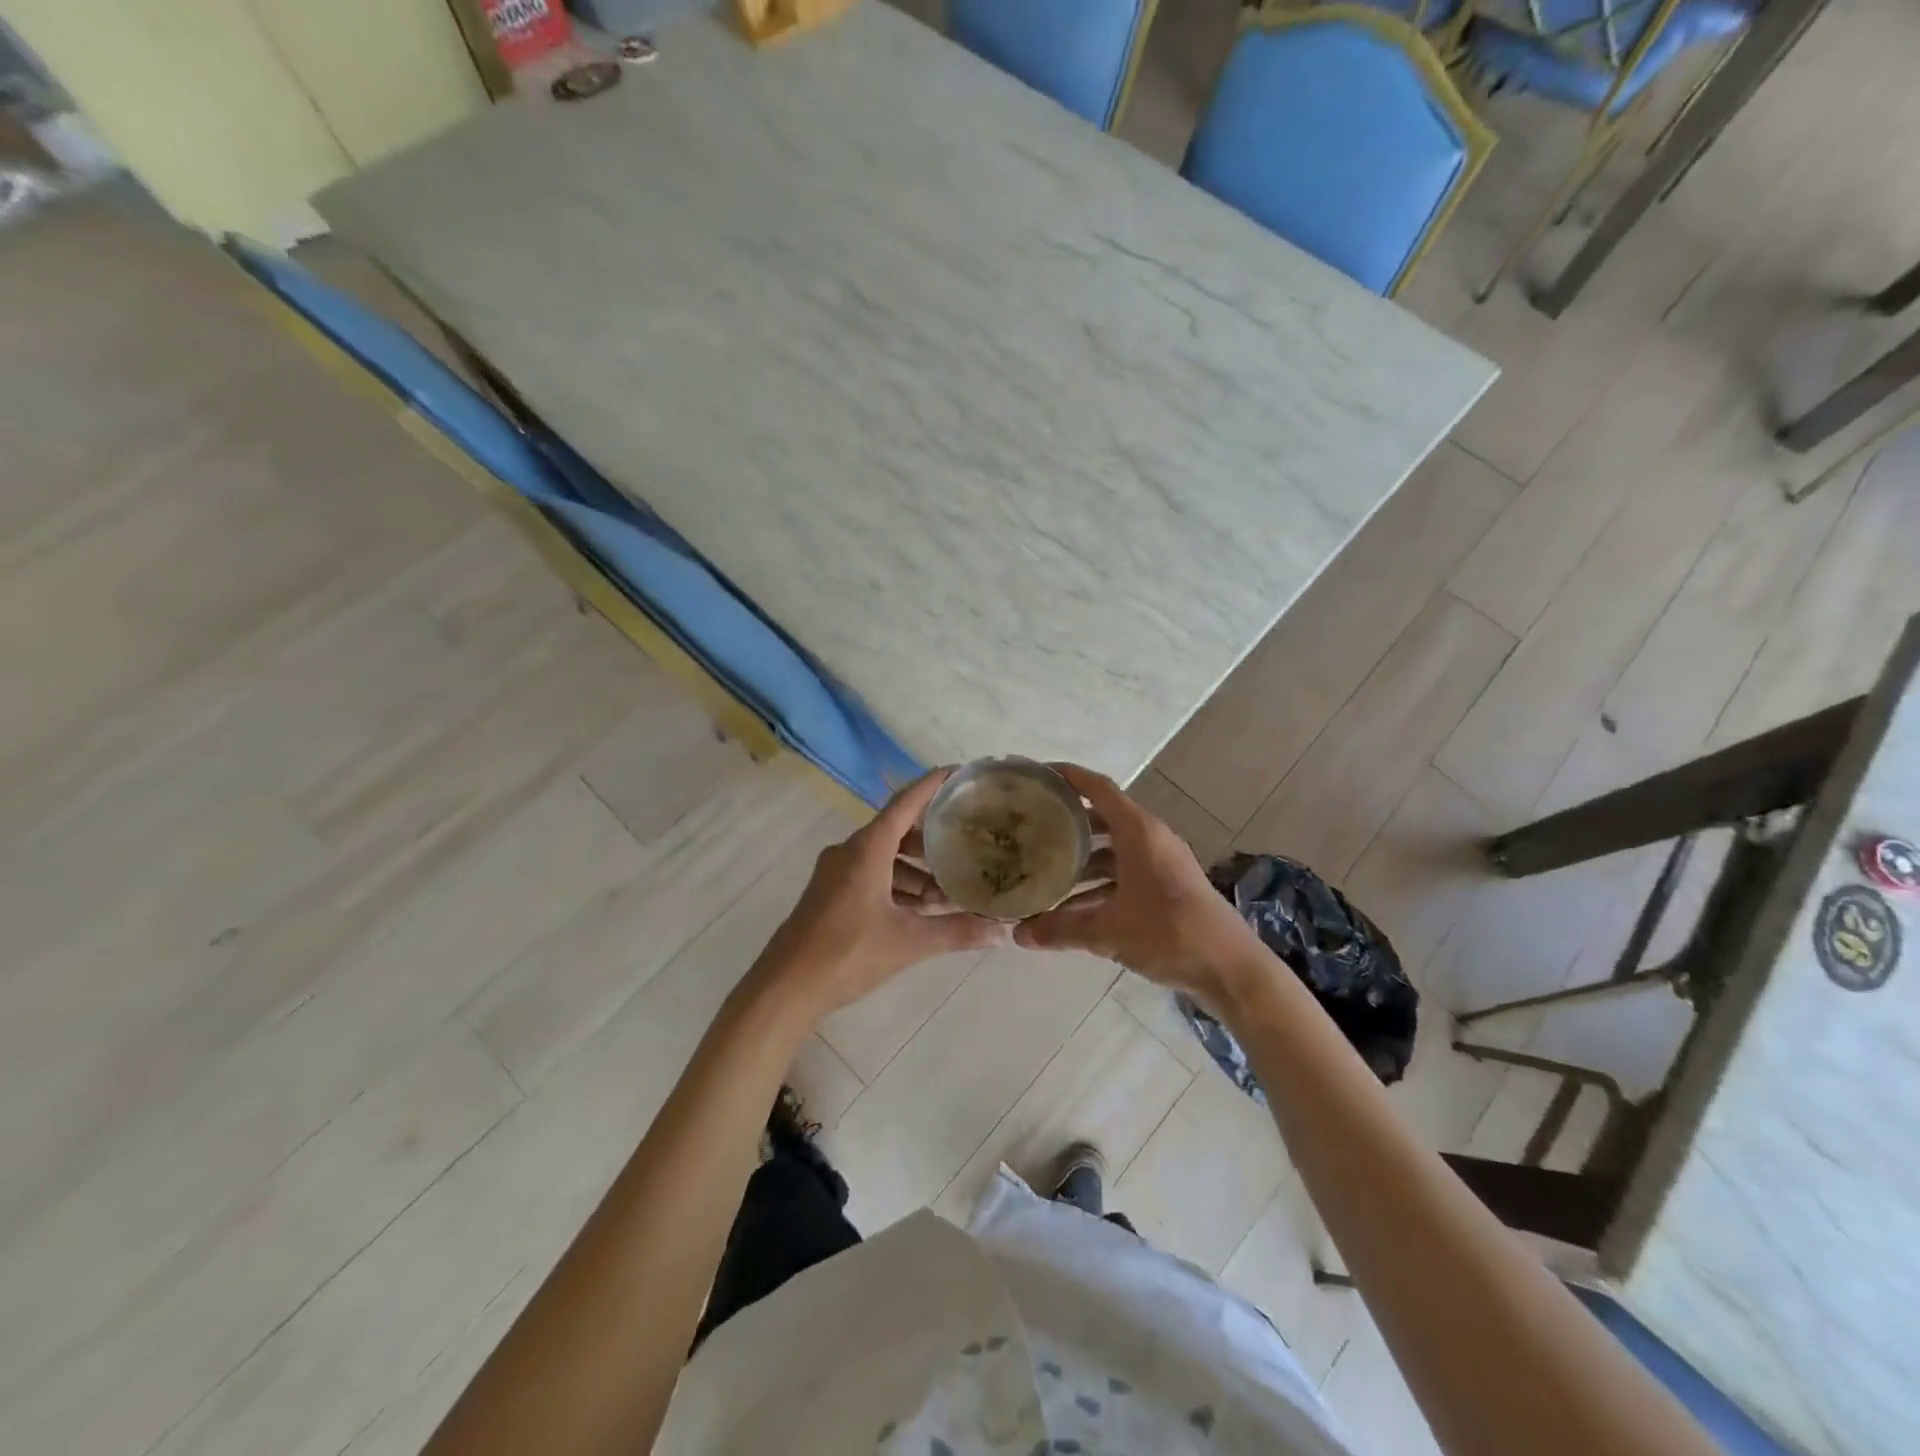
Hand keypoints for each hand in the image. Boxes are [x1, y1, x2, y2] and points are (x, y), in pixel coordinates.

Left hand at [746, 769, 1006, 1023]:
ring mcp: (836, 872)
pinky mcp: (830, 892)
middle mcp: (850, 851)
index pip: (906, 802)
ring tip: (947, 893)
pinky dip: (896, 884)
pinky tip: (918, 910)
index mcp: (867, 849)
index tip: (960, 772)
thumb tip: (1001, 933)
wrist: (785, 986)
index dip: (933, 784)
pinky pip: (870, 874)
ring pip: (884, 856)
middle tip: (966, 846)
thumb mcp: (909, 942)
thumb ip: (956, 932)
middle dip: (931, 840)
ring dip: (915, 870)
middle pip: (897, 830)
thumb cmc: (847, 953)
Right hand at [1014, 764, 1260, 1003]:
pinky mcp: (1167, 887)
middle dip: (1069, 821)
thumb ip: (1061, 929)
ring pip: (1113, 850)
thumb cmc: (1169, 933)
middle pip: (1102, 818)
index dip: (1069, 777)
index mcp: (1139, 832)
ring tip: (1045, 869)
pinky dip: (1100, 883)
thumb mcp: (1108, 932)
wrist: (1231, 969)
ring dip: (1082, 859)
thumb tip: (1018, 934)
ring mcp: (1161, 863)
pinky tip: (1074, 908)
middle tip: (1033, 825)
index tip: (1038, 774)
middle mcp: (1150, 839)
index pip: (1098, 788)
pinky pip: (1125, 873)